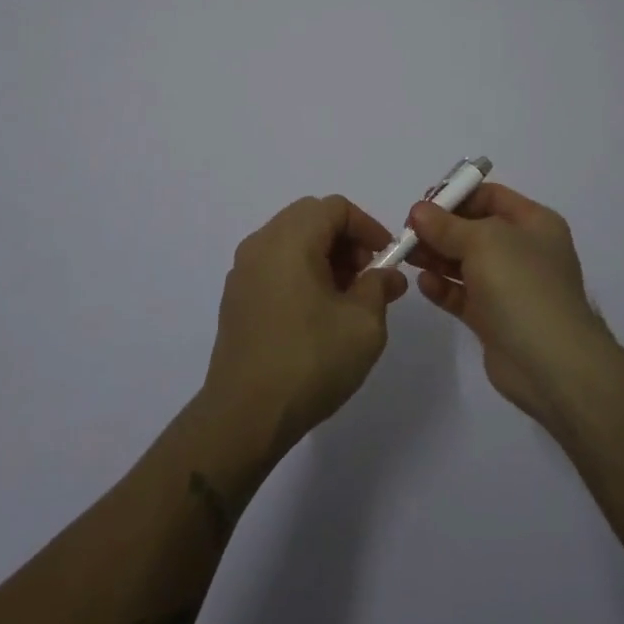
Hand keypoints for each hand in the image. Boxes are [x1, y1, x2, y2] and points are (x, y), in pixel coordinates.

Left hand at [203, 195, 408, 453]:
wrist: (244, 416)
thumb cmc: (309, 360)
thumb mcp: (363, 324)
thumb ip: (379, 288)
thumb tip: (388, 275)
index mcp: (289, 239)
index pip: (335, 207)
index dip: (367, 226)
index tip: (387, 258)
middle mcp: (260, 244)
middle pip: (310, 218)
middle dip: (346, 240)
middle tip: (367, 277)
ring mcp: (242, 271)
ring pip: (291, 242)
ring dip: (323, 257)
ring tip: (347, 300)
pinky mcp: (235, 298)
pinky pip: (274, 266)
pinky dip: (300, 273)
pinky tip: (317, 315)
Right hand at [409, 183, 612, 424]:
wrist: (551, 364)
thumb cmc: (522, 285)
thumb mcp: (483, 241)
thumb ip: (446, 225)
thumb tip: (419, 212)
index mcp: (533, 223)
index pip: (491, 196)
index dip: (457, 196)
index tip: (423, 206)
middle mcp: (523, 251)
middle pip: (474, 229)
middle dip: (440, 229)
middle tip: (407, 233)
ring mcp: (510, 287)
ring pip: (465, 263)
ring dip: (436, 257)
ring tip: (407, 256)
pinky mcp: (494, 319)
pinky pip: (463, 295)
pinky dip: (443, 287)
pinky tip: (424, 284)